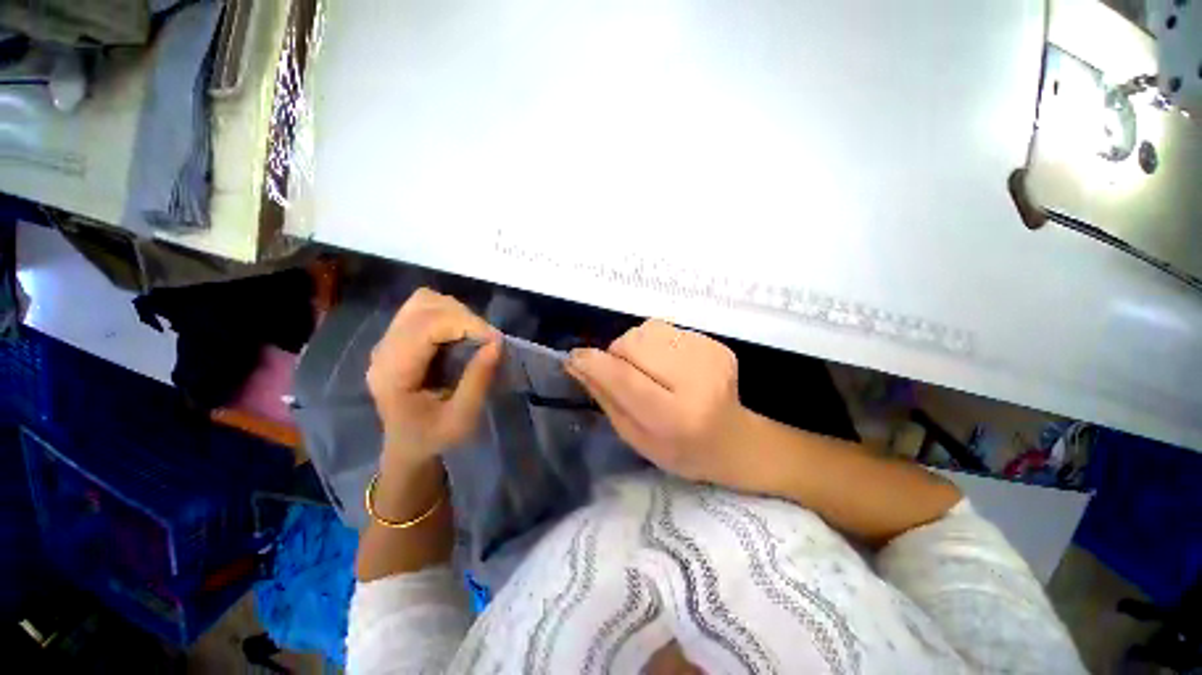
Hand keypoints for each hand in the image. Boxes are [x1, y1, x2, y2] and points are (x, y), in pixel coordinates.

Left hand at [366, 288, 501, 469]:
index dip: (465, 324)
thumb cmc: (433, 438)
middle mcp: (384, 350)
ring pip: (423, 301)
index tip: (495, 340)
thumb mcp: (461, 418)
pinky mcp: (398, 338)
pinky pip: (423, 309)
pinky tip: (460, 333)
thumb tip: (496, 343)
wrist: (407, 447)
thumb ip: (478, 380)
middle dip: (464, 317)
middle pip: (424, 306)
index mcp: (393, 373)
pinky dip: (448, 313)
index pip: (425, 326)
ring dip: (456, 312)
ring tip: (475, 335)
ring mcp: (388, 341)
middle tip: (488, 340)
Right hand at [566, 320, 751, 486]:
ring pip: (648, 330)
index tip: (574, 357)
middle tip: (625, 373)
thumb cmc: (679, 449)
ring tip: (648, 368)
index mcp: (675, 417)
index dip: (595, 364)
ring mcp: (710, 356)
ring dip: (636, 346)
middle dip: (617, 354)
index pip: (625, 379)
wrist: (733, 440)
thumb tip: (577, 363)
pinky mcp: (716, 344)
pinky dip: (657, 344)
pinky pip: (667, 330)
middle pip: (635, 344)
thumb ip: (606, 398)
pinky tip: (669, 364)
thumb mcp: (635, 436)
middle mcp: (696, 381)